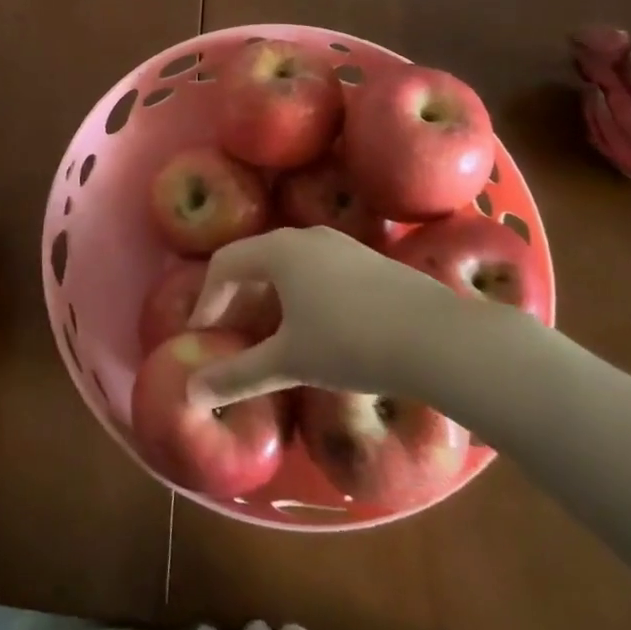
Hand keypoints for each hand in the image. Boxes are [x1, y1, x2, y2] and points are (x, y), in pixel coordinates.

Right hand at [187, 226, 458, 408]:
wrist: (439, 339)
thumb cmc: (350, 343)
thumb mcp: (289, 361)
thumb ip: (238, 374)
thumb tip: (191, 392)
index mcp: (279, 250)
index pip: (224, 263)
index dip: (207, 300)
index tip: (203, 336)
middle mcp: (306, 237)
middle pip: (255, 260)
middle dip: (237, 297)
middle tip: (232, 335)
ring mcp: (342, 246)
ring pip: (289, 265)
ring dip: (269, 296)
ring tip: (271, 335)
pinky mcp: (371, 262)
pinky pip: (319, 271)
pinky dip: (301, 296)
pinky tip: (317, 330)